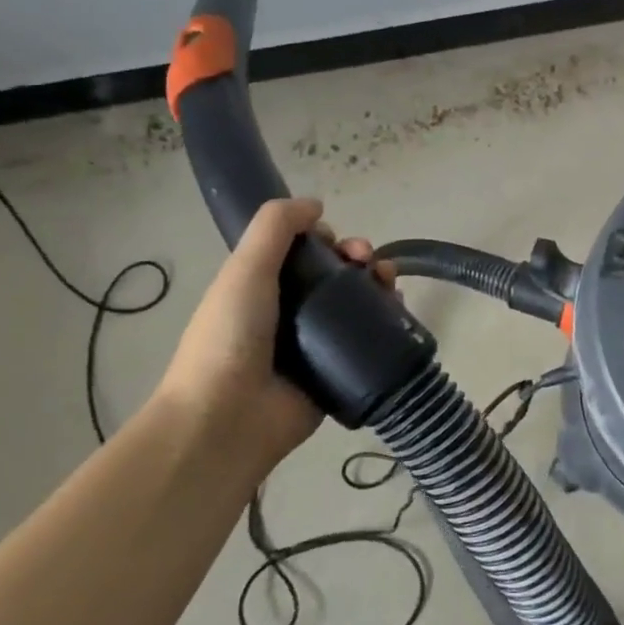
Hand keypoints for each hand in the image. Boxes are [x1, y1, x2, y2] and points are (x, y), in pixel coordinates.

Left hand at [154, 198, 396, 461]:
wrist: (225, 420)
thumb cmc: (229, 338)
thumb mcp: (244, 270)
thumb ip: (274, 228)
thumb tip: (315, 204)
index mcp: (262, 287)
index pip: (303, 252)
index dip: (324, 239)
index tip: (335, 242)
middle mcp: (290, 313)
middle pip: (335, 275)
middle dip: (357, 258)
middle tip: (367, 261)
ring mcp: (315, 345)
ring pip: (356, 305)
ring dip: (378, 285)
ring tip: (389, 283)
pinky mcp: (337, 374)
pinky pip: (368, 342)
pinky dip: (387, 323)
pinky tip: (398, 312)